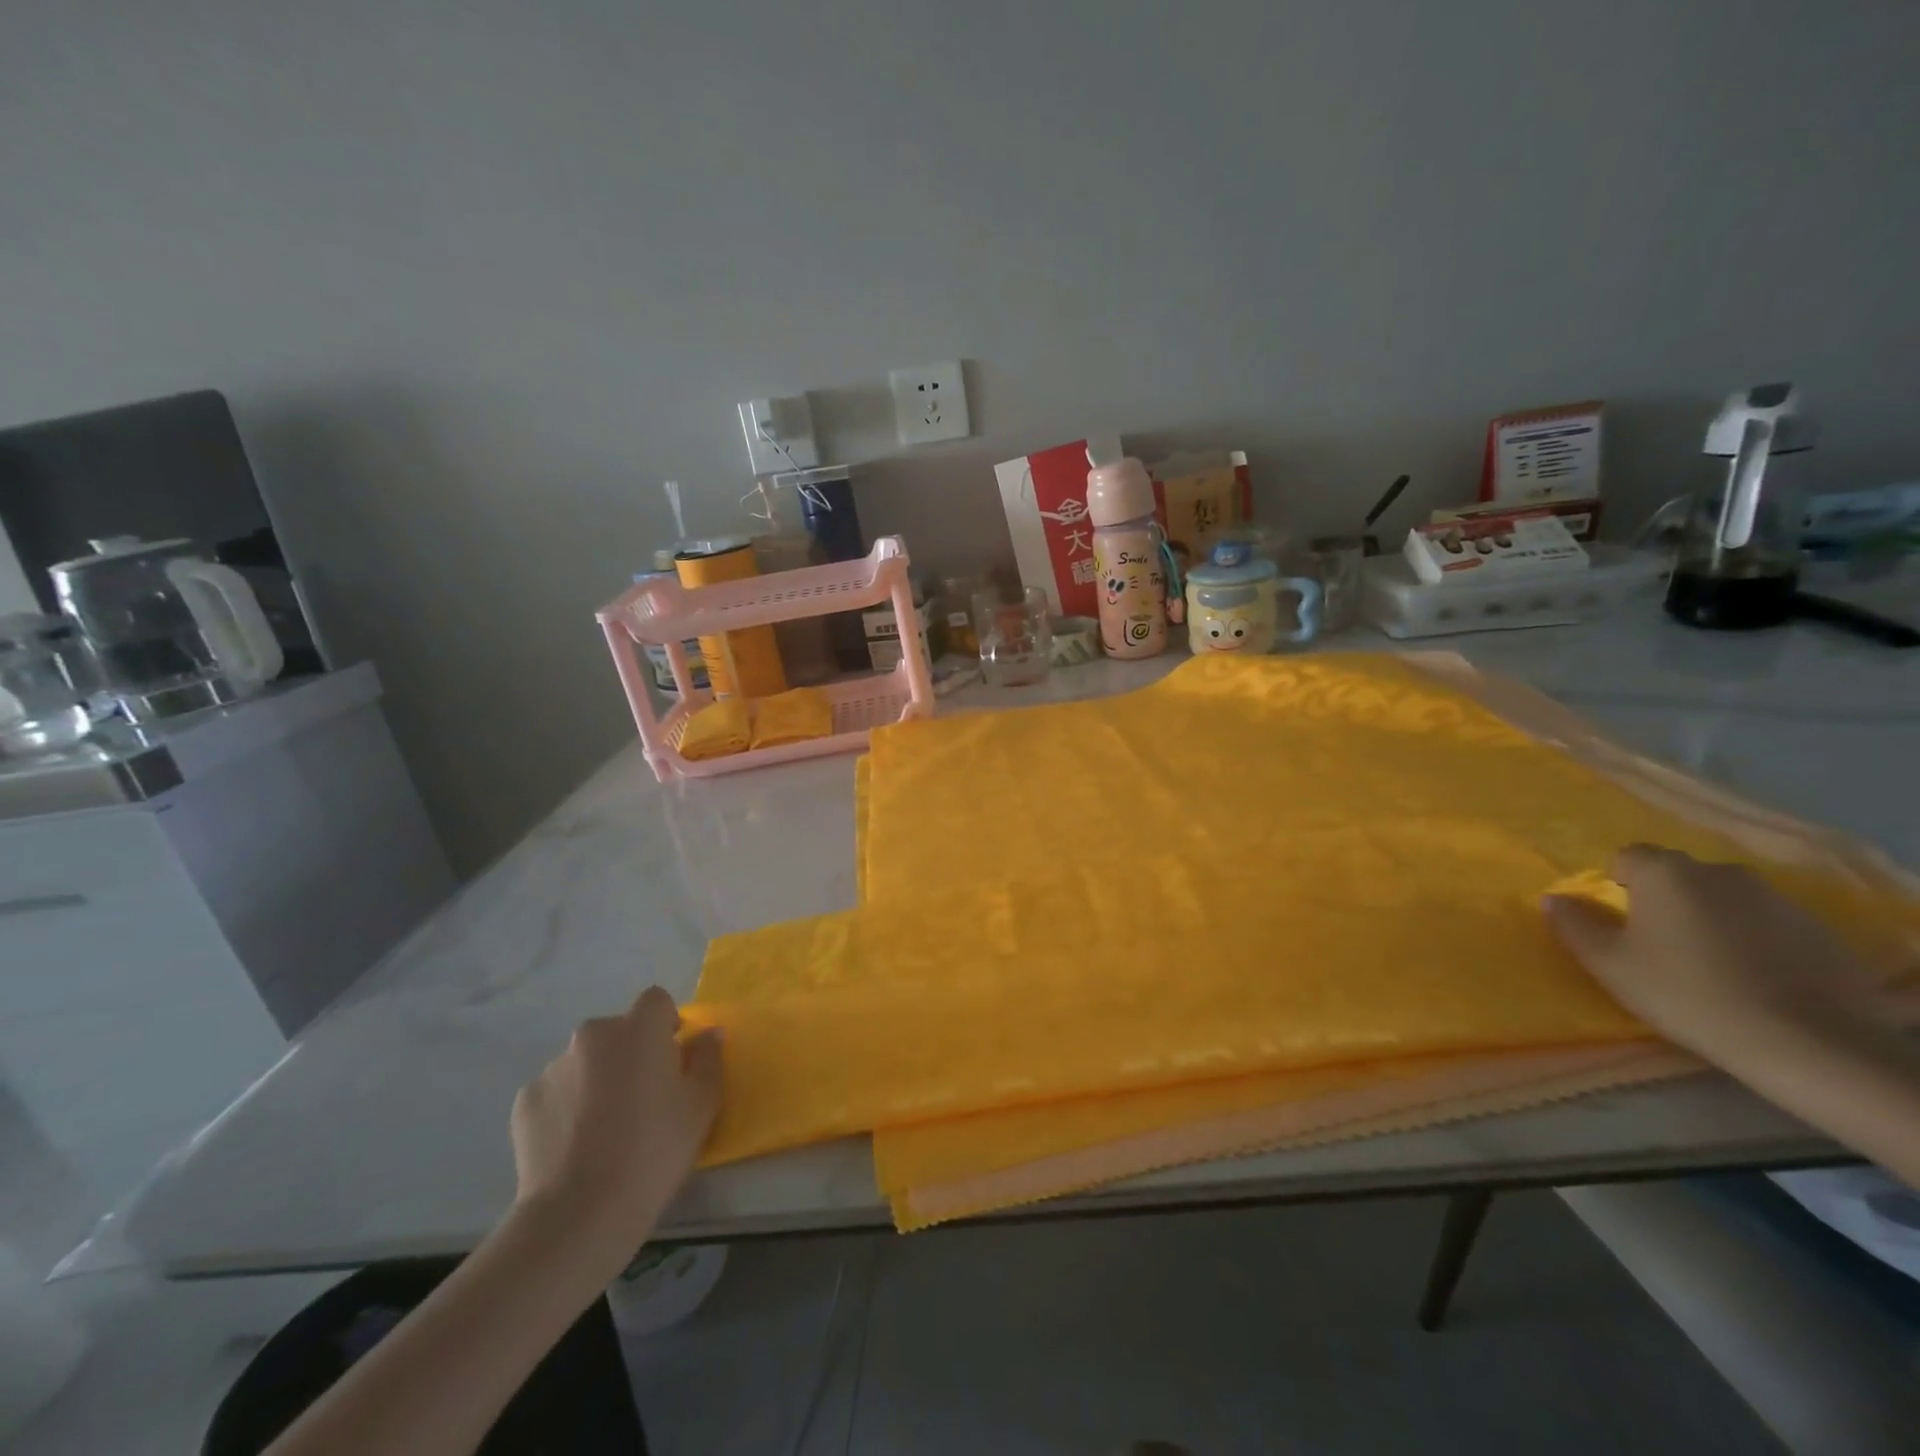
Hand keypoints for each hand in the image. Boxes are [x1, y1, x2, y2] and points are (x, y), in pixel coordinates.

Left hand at [510, 987, 721, 1248]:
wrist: (580, 1213)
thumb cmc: (654, 1150)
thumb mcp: (702, 1104)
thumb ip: (708, 1058)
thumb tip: (707, 1034)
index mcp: (639, 1028)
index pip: (656, 1001)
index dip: (666, 1025)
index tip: (672, 1060)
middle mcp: (593, 1035)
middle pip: (618, 1032)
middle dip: (630, 1054)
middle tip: (642, 1099)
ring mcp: (553, 1067)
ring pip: (586, 1062)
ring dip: (597, 1080)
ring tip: (603, 1130)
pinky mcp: (525, 1102)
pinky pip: (556, 1092)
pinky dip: (567, 1107)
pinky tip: (574, 1146)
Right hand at [1543, 844, 1874, 1061]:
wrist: (1807, 1043)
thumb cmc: (1686, 993)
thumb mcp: (1609, 963)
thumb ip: (1573, 925)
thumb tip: (1555, 899)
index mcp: (1666, 873)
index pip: (1626, 858)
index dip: (1616, 886)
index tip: (1620, 923)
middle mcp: (1720, 872)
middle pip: (1677, 876)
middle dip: (1664, 900)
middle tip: (1659, 946)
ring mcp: (1776, 899)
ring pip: (1723, 898)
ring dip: (1710, 919)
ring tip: (1711, 965)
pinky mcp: (1818, 931)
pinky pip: (1765, 923)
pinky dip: (1752, 940)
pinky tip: (1754, 979)